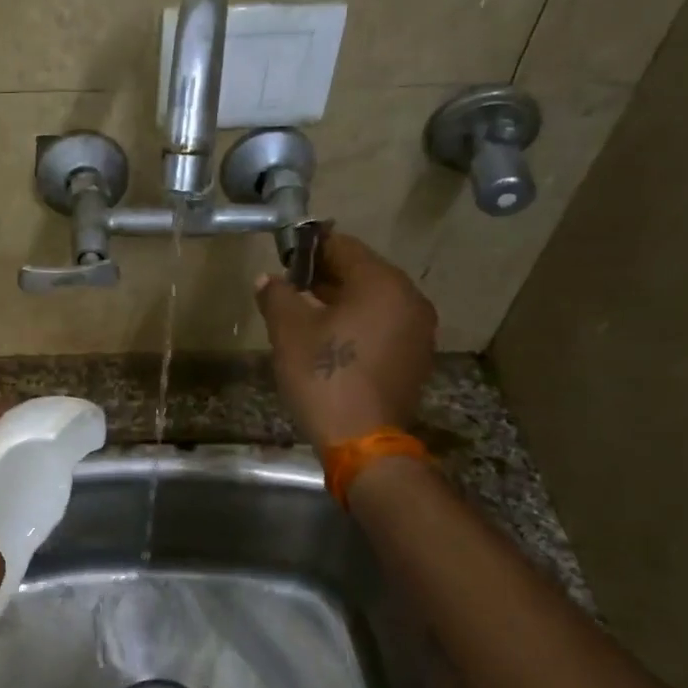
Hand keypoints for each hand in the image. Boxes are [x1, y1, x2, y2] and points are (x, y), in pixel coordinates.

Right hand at [254, 231, 436, 446]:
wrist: (362, 441)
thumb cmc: (323, 375)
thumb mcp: (289, 331)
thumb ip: (277, 295)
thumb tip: (268, 280)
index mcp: (382, 283)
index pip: (342, 246)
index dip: (309, 249)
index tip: (284, 259)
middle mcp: (410, 299)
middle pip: (362, 273)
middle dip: (325, 277)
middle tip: (291, 289)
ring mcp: (419, 331)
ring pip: (374, 302)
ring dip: (342, 303)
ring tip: (307, 317)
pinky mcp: (416, 359)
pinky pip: (384, 327)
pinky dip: (359, 326)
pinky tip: (332, 343)